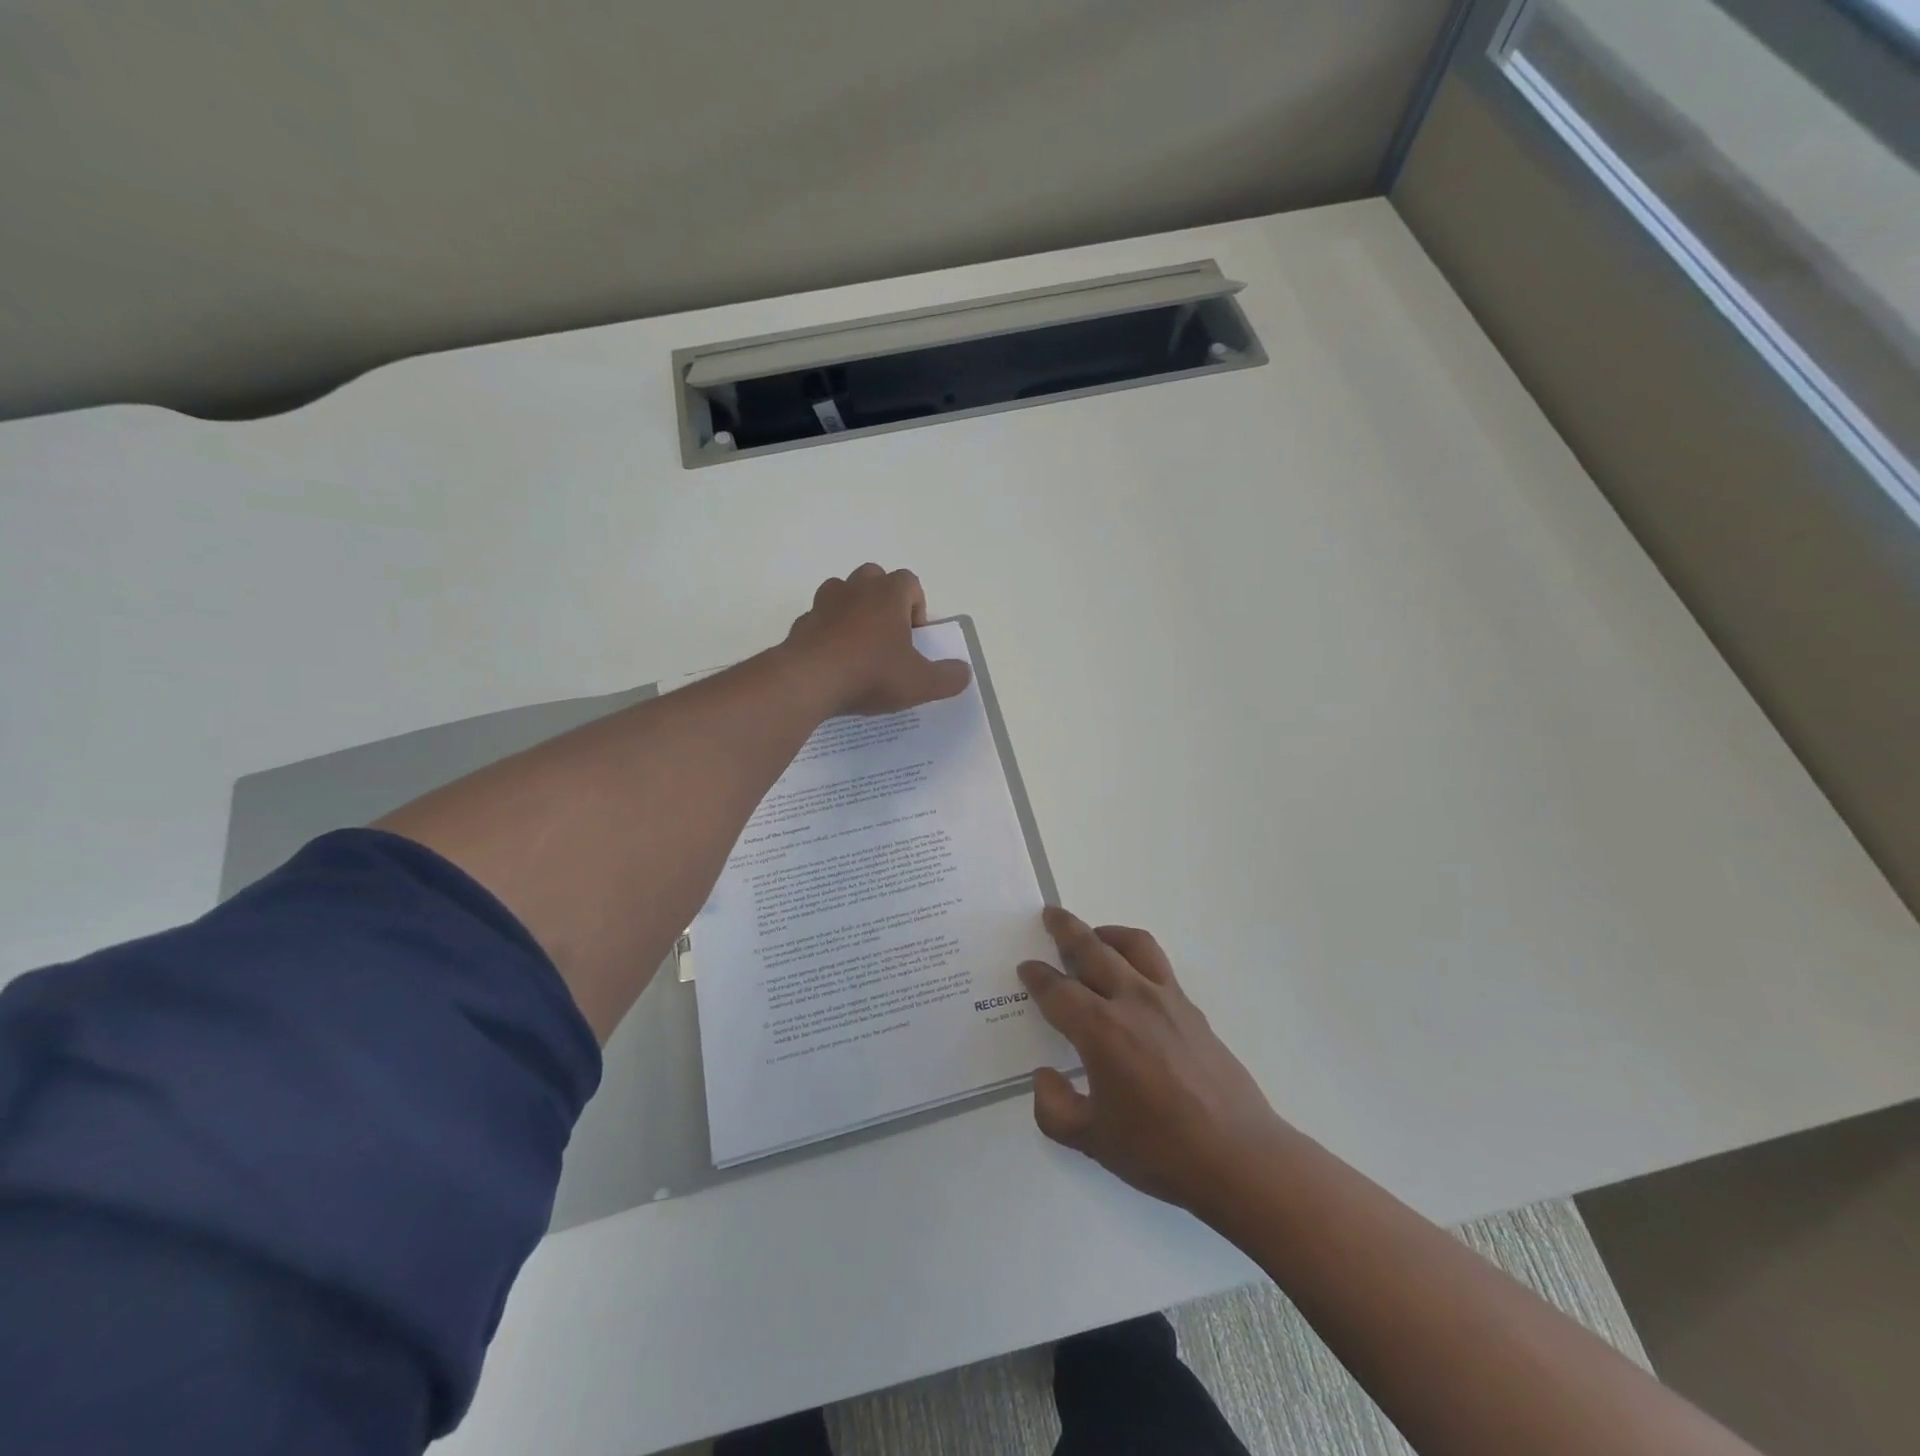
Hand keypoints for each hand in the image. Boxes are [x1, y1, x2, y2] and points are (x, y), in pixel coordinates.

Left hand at [784, 564, 972, 716]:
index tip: (914, 638)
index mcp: (889, 594)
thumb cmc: (871, 674)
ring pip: (843, 593)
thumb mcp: (920, 683)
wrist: (809, 681)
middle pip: (875, 579)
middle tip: (888, 637)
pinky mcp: (802, 623)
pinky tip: (834, 663)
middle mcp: (856, 588)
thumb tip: (965, 673)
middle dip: (884, 602)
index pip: (910, 582)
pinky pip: (820, 620)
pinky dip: (828, 633)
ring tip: (860, 647)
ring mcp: (824, 603)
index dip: (917, 607)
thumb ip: (948, 677)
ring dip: (853, 611)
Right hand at [1019, 908, 1291, 1220]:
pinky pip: (1159, 965)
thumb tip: (1046, 1077)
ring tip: (1095, 935)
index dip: (1037, 976)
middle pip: (1092, 949)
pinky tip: (1133, 978)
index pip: (1057, 990)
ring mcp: (1167, 1000)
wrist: (1239, 1157)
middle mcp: (1131, 1001)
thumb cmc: (1160, 1151)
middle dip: (1066, 929)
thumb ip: (1054, 1108)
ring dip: (1107, 932)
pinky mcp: (1192, 1010)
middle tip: (1051, 914)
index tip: (1026, 967)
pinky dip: (1137, 956)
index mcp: (1100, 1030)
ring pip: (1133, 945)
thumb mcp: (1092, 1141)